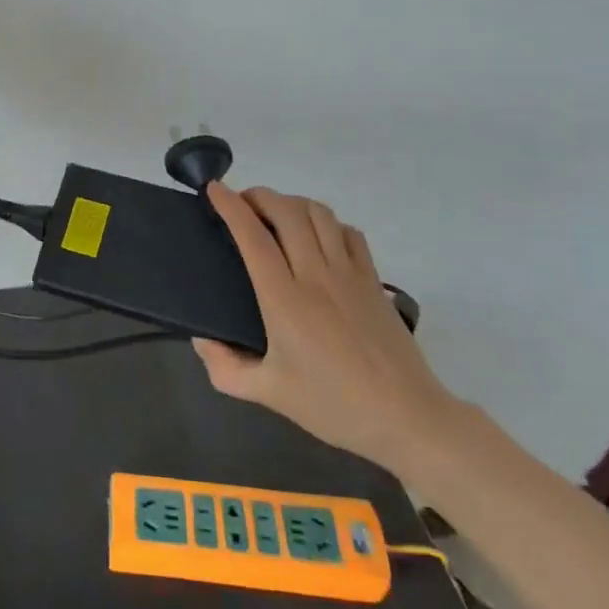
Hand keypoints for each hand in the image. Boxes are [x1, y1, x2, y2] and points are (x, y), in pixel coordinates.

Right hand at [193, 183, 462, 478]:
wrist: (407, 419)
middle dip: (259, 196)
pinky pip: (348, 233)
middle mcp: (316, 276)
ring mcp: (350, 274)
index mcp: (284, 299)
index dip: (231, 206)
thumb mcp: (268, 393)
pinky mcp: (373, 280)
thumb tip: (201, 339)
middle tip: (241, 202)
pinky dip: (327, 222)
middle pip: (287, 212)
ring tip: (276, 213)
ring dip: (292, 203)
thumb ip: (225, 367)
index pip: (253, 237)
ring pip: (319, 214)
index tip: (214, 189)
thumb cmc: (333, 406)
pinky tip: (318, 236)